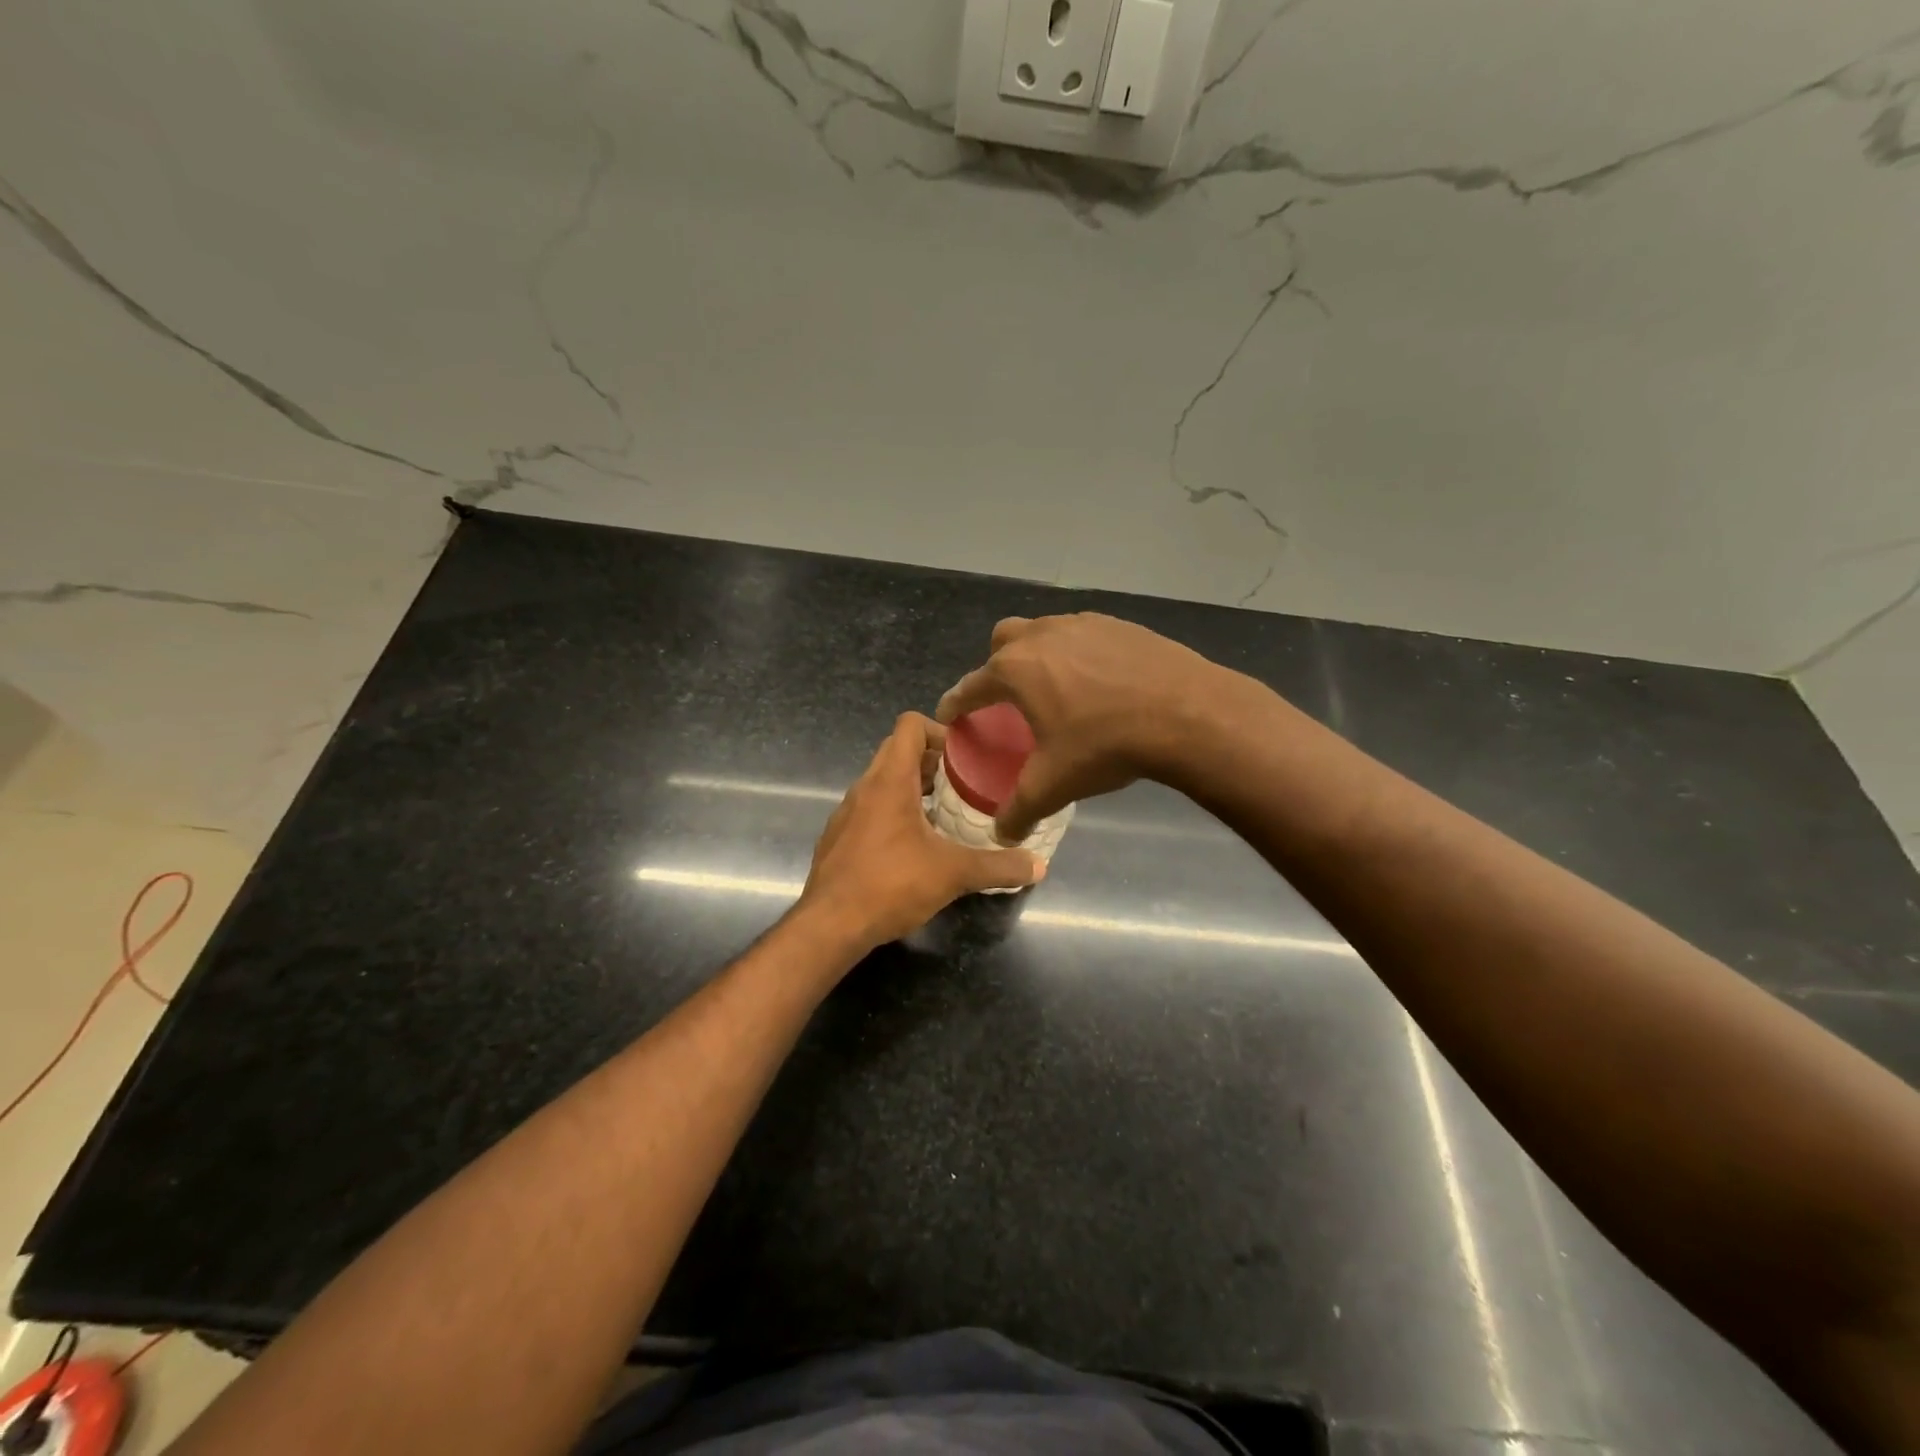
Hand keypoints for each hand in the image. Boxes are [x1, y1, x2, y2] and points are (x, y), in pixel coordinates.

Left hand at [800, 713, 1044, 952]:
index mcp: (890, 780)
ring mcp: (847, 812)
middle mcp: (864, 787)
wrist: (829, 926)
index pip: (910, 725)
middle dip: (932, 761)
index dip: (940, 730)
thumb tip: (1039, 867)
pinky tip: (914, 847)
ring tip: (944, 815)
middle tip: (963, 784)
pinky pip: (870, 809)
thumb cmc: (890, 885)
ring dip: (913, 788)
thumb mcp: (953, 874)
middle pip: (897, 751)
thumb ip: (998, 867)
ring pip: (882, 782)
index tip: (965, 756)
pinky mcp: (838, 837)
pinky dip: (893, 813)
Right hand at [937, 613, 1240, 842]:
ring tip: (1056, 690)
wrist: (1186, 712)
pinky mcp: (1119, 624)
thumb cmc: (1105, 745)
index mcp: (1015, 670)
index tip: (949, 715)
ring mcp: (1082, 623)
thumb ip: (1019, 810)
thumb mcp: (1054, 785)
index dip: (955, 703)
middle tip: (1009, 699)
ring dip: (1039, 655)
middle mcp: (1041, 636)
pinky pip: (1083, 634)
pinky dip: (1078, 654)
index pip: (970, 686)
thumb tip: (1001, 834)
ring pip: (1044, 631)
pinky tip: (1099, 683)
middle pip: (1002, 641)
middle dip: (996, 666)